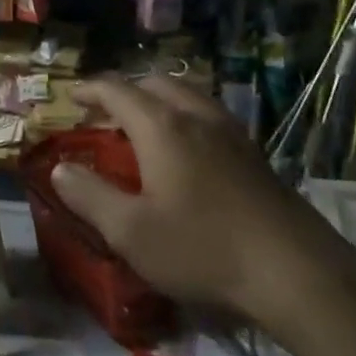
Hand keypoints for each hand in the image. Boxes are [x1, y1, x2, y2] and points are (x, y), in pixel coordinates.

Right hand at [48, 76, 355, 337]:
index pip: (116, 90)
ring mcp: (231, 132)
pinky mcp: (253, 153)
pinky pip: (208, 115)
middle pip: (154, 84)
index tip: (70, 96)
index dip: (89, 89)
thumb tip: (60, 168)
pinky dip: (184, 116)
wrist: (295, 271)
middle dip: (124, 91)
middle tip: (104, 115)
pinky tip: (186, 149)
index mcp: (162, 126)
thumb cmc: (203, 248)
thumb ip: (89, 195)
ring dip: (157, 100)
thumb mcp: (130, 232)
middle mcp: (196, 116)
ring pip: (187, 95)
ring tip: (142, 126)